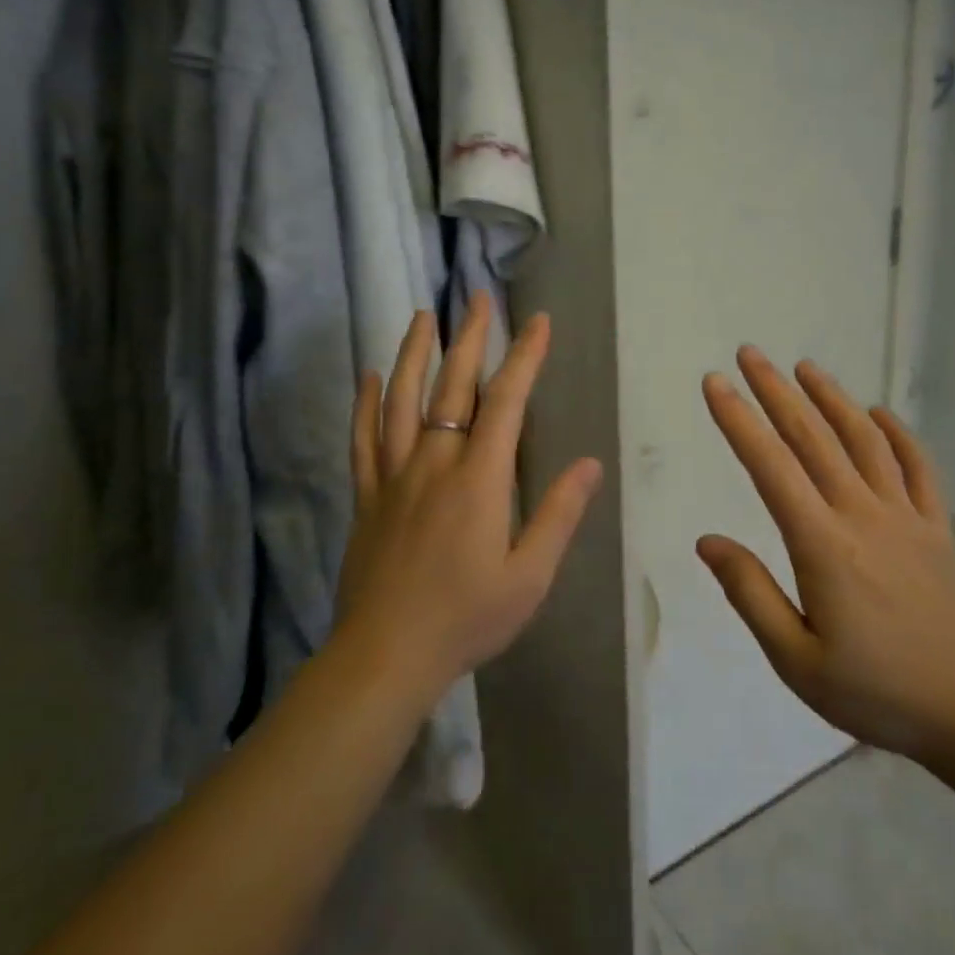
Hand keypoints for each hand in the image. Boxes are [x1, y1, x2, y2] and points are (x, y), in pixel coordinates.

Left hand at [336, 295, 603, 700]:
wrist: (386, 656)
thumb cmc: (467, 618)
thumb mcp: (529, 576)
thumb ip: (558, 515)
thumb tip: (590, 464)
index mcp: (479, 480)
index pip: (505, 403)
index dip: (524, 358)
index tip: (537, 322)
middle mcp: (434, 464)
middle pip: (452, 388)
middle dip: (469, 339)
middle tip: (477, 297)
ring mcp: (394, 477)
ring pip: (403, 401)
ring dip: (414, 355)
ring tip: (423, 316)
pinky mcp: (366, 497)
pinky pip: (364, 440)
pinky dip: (367, 404)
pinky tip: (369, 376)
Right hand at [698, 347, 954, 774]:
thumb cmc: (880, 693)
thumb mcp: (798, 661)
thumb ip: (751, 594)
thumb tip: (707, 541)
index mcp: (823, 545)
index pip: (770, 467)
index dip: (739, 421)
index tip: (715, 382)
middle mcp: (863, 515)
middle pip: (812, 439)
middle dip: (776, 392)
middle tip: (749, 353)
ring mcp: (908, 517)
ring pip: (864, 441)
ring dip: (832, 399)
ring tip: (805, 368)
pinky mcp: (940, 529)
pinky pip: (919, 469)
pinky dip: (898, 435)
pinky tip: (879, 414)